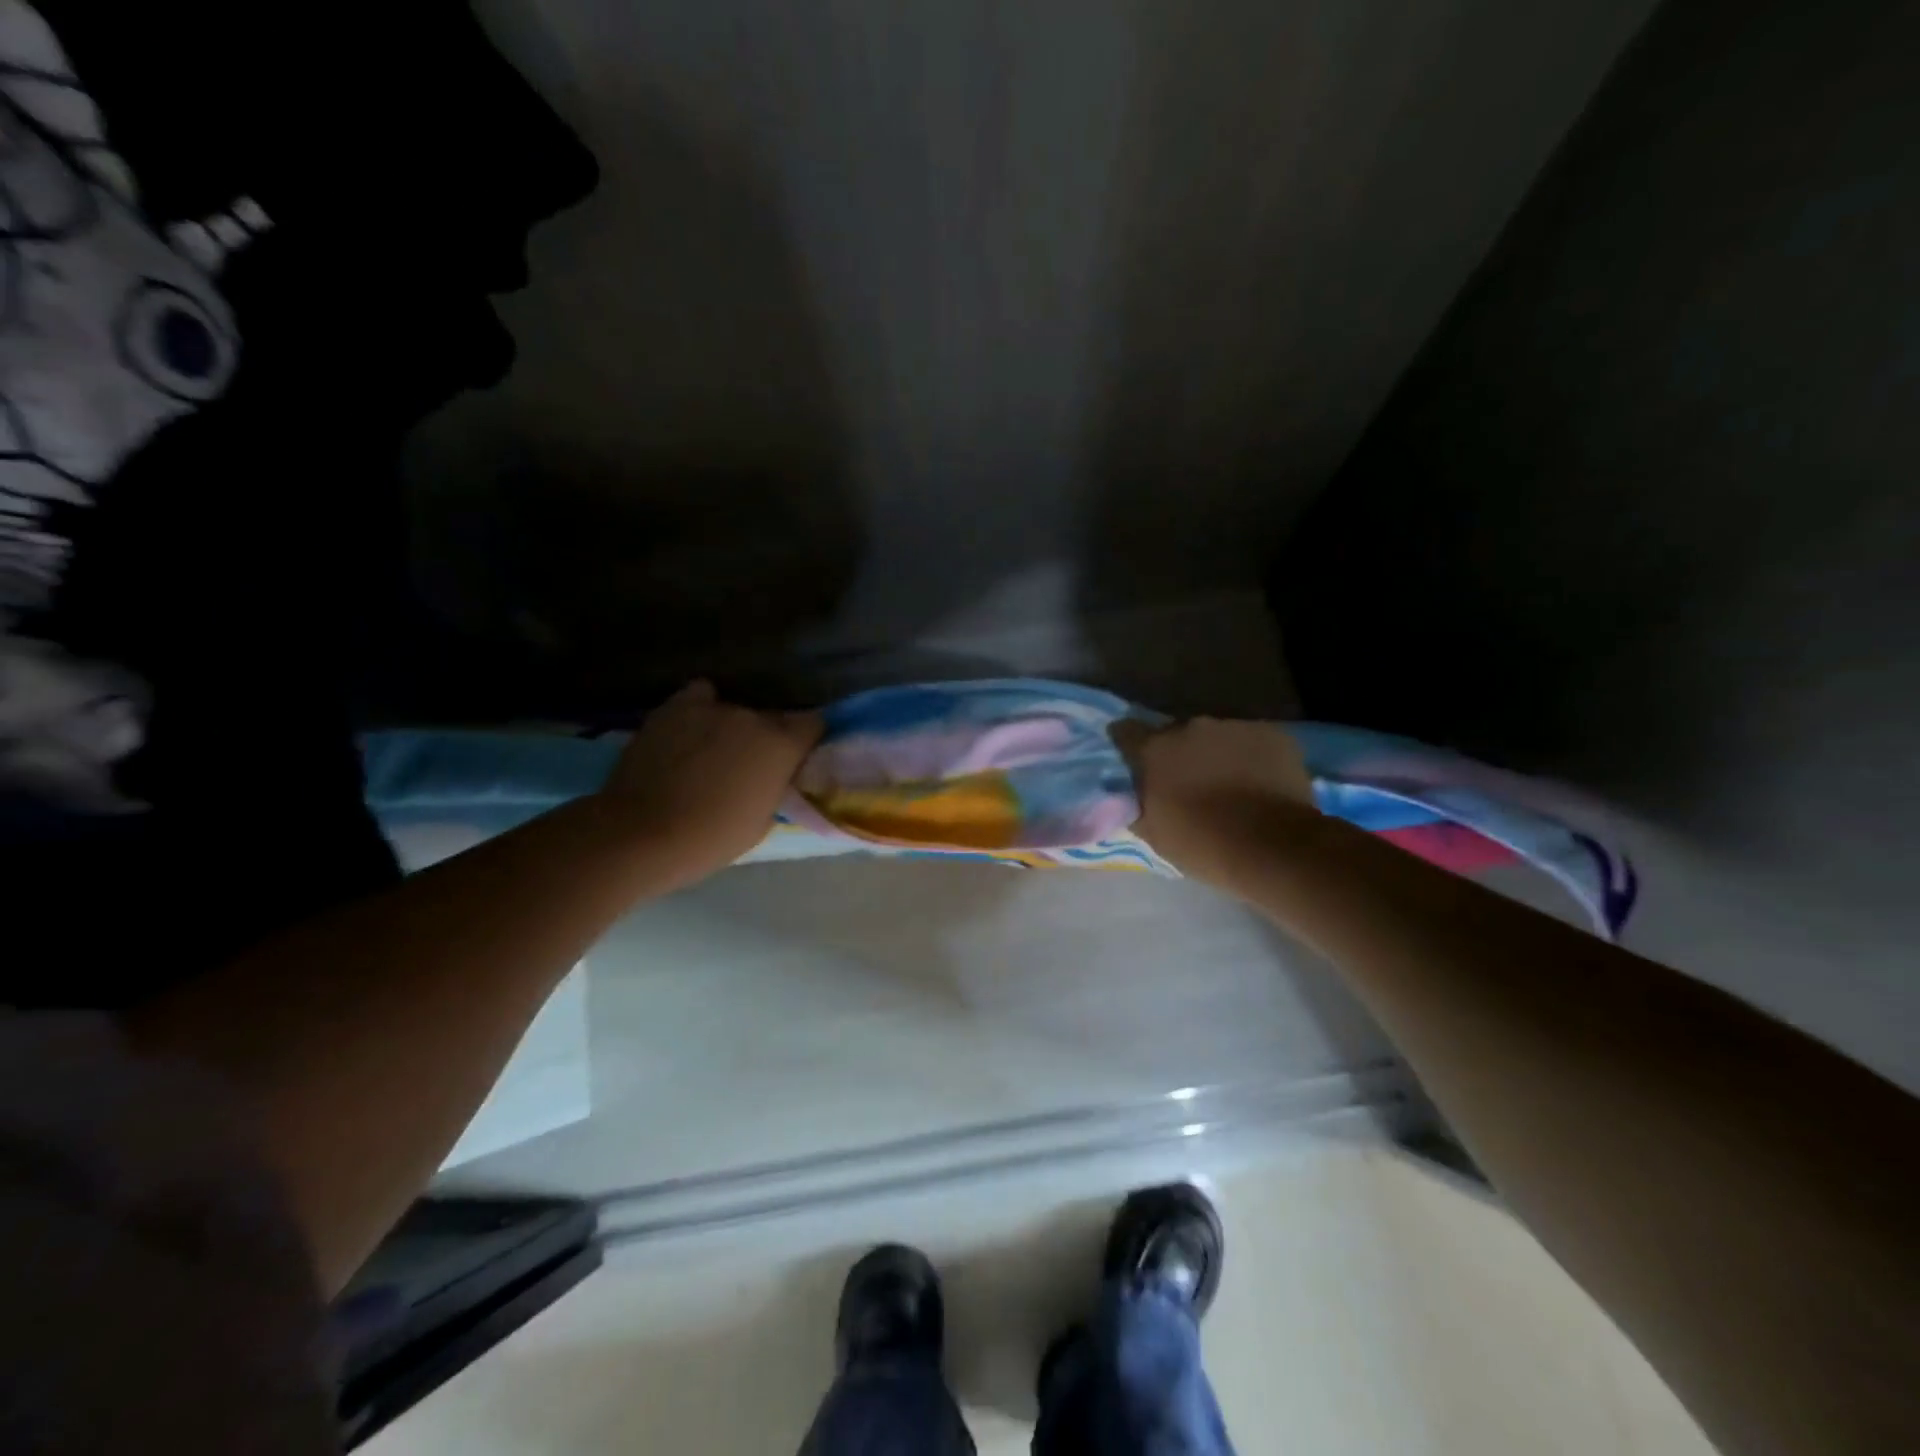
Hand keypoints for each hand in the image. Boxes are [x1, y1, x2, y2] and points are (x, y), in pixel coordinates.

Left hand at [598, 680, 822, 888]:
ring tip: (712, 751)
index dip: (805, 739)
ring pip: (734, 709)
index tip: (795, 757)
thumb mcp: (762, 821)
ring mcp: (711, 707)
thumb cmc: (711, 839)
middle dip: (765, 737)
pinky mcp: (674, 707)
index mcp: (782, 745)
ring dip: (731, 727)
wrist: (642, 833)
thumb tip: (772, 776)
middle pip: (770, 717)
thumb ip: (774, 787)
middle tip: (749, 765)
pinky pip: (699, 697)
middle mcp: (752, 716)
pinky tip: (689, 729)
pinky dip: (699, 709)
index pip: (813, 723)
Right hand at [1112, 716, 1316, 891]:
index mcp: (1154, 749)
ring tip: (1229, 785)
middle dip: (1178, 754)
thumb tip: (1128, 795)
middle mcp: (1190, 727)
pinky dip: (1251, 757)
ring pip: (1216, 736)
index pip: (1125, 731)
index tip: (1134, 762)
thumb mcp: (1153, 832)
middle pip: (1175, 734)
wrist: (1273, 847)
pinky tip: (1260, 783)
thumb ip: (1136, 804)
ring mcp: (1234, 726)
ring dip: (1215, 754)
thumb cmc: (1203, 844)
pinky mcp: (1271, 733)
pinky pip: (1252, 740)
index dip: (1128, 746)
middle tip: (1188, 784)